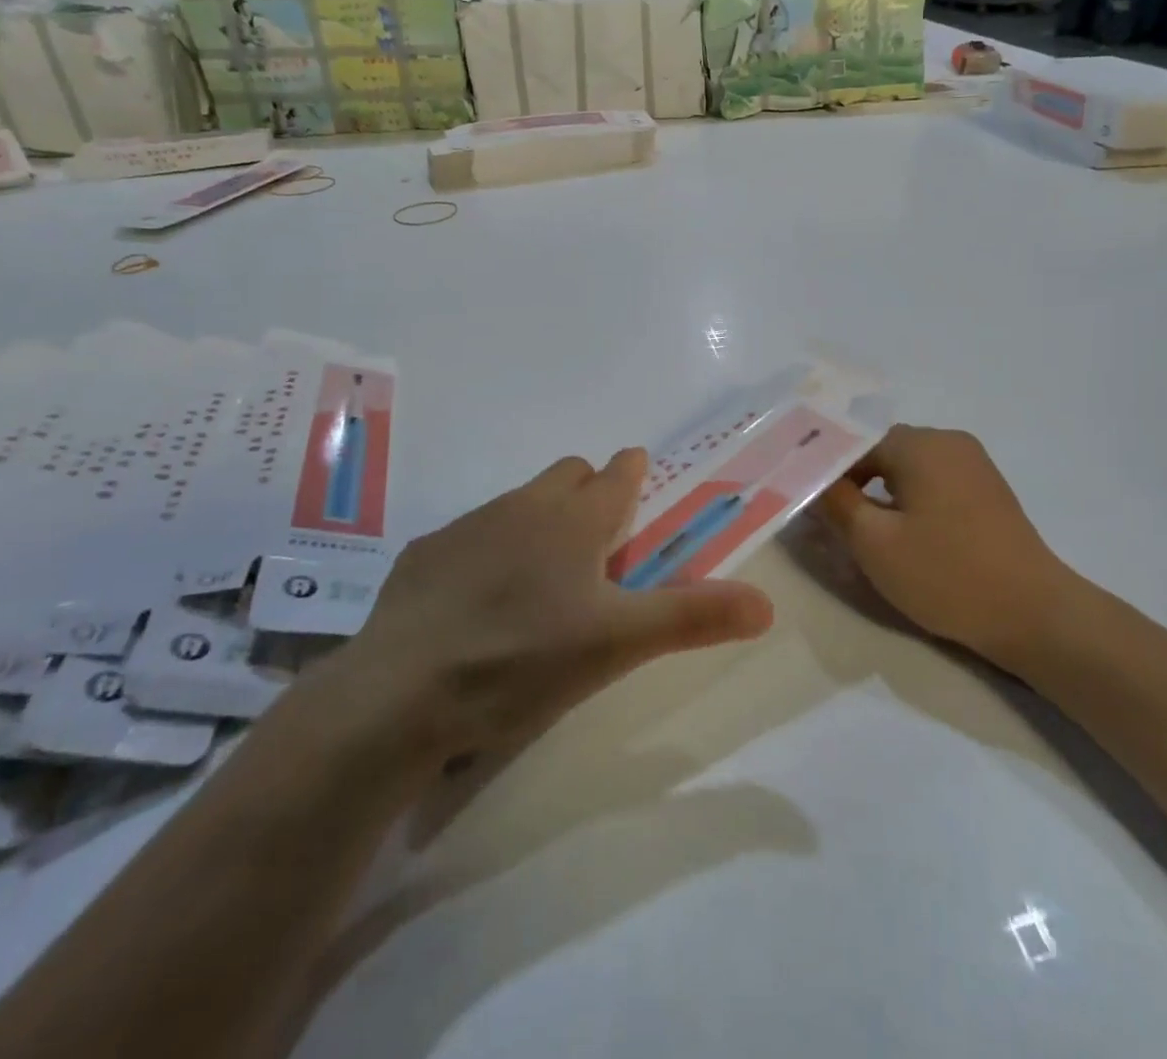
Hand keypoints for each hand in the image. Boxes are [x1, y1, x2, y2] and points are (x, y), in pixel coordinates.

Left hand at [317, 450, 775, 771]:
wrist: (400, 694)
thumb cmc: (523, 659)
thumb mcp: (618, 645)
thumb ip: (693, 617)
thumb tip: (766, 603)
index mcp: (575, 519)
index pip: (617, 472)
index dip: (634, 474)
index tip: (642, 489)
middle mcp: (524, 506)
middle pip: (568, 475)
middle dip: (589, 493)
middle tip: (598, 548)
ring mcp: (469, 525)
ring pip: (519, 502)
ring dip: (540, 521)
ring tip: (540, 581)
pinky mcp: (426, 553)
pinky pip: (472, 534)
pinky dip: (490, 551)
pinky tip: (480, 603)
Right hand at [815, 426, 1074, 669]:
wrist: (1034, 613)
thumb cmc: (946, 574)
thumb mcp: (875, 543)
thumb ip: (836, 504)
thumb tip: (812, 480)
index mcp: (920, 444)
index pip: (854, 443)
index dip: (826, 471)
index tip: (807, 502)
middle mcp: (949, 441)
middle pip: (883, 452)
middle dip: (854, 482)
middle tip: (831, 521)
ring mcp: (974, 464)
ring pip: (909, 468)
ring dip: (883, 493)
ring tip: (865, 532)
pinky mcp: (988, 490)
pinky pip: (935, 482)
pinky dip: (912, 500)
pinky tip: (907, 535)